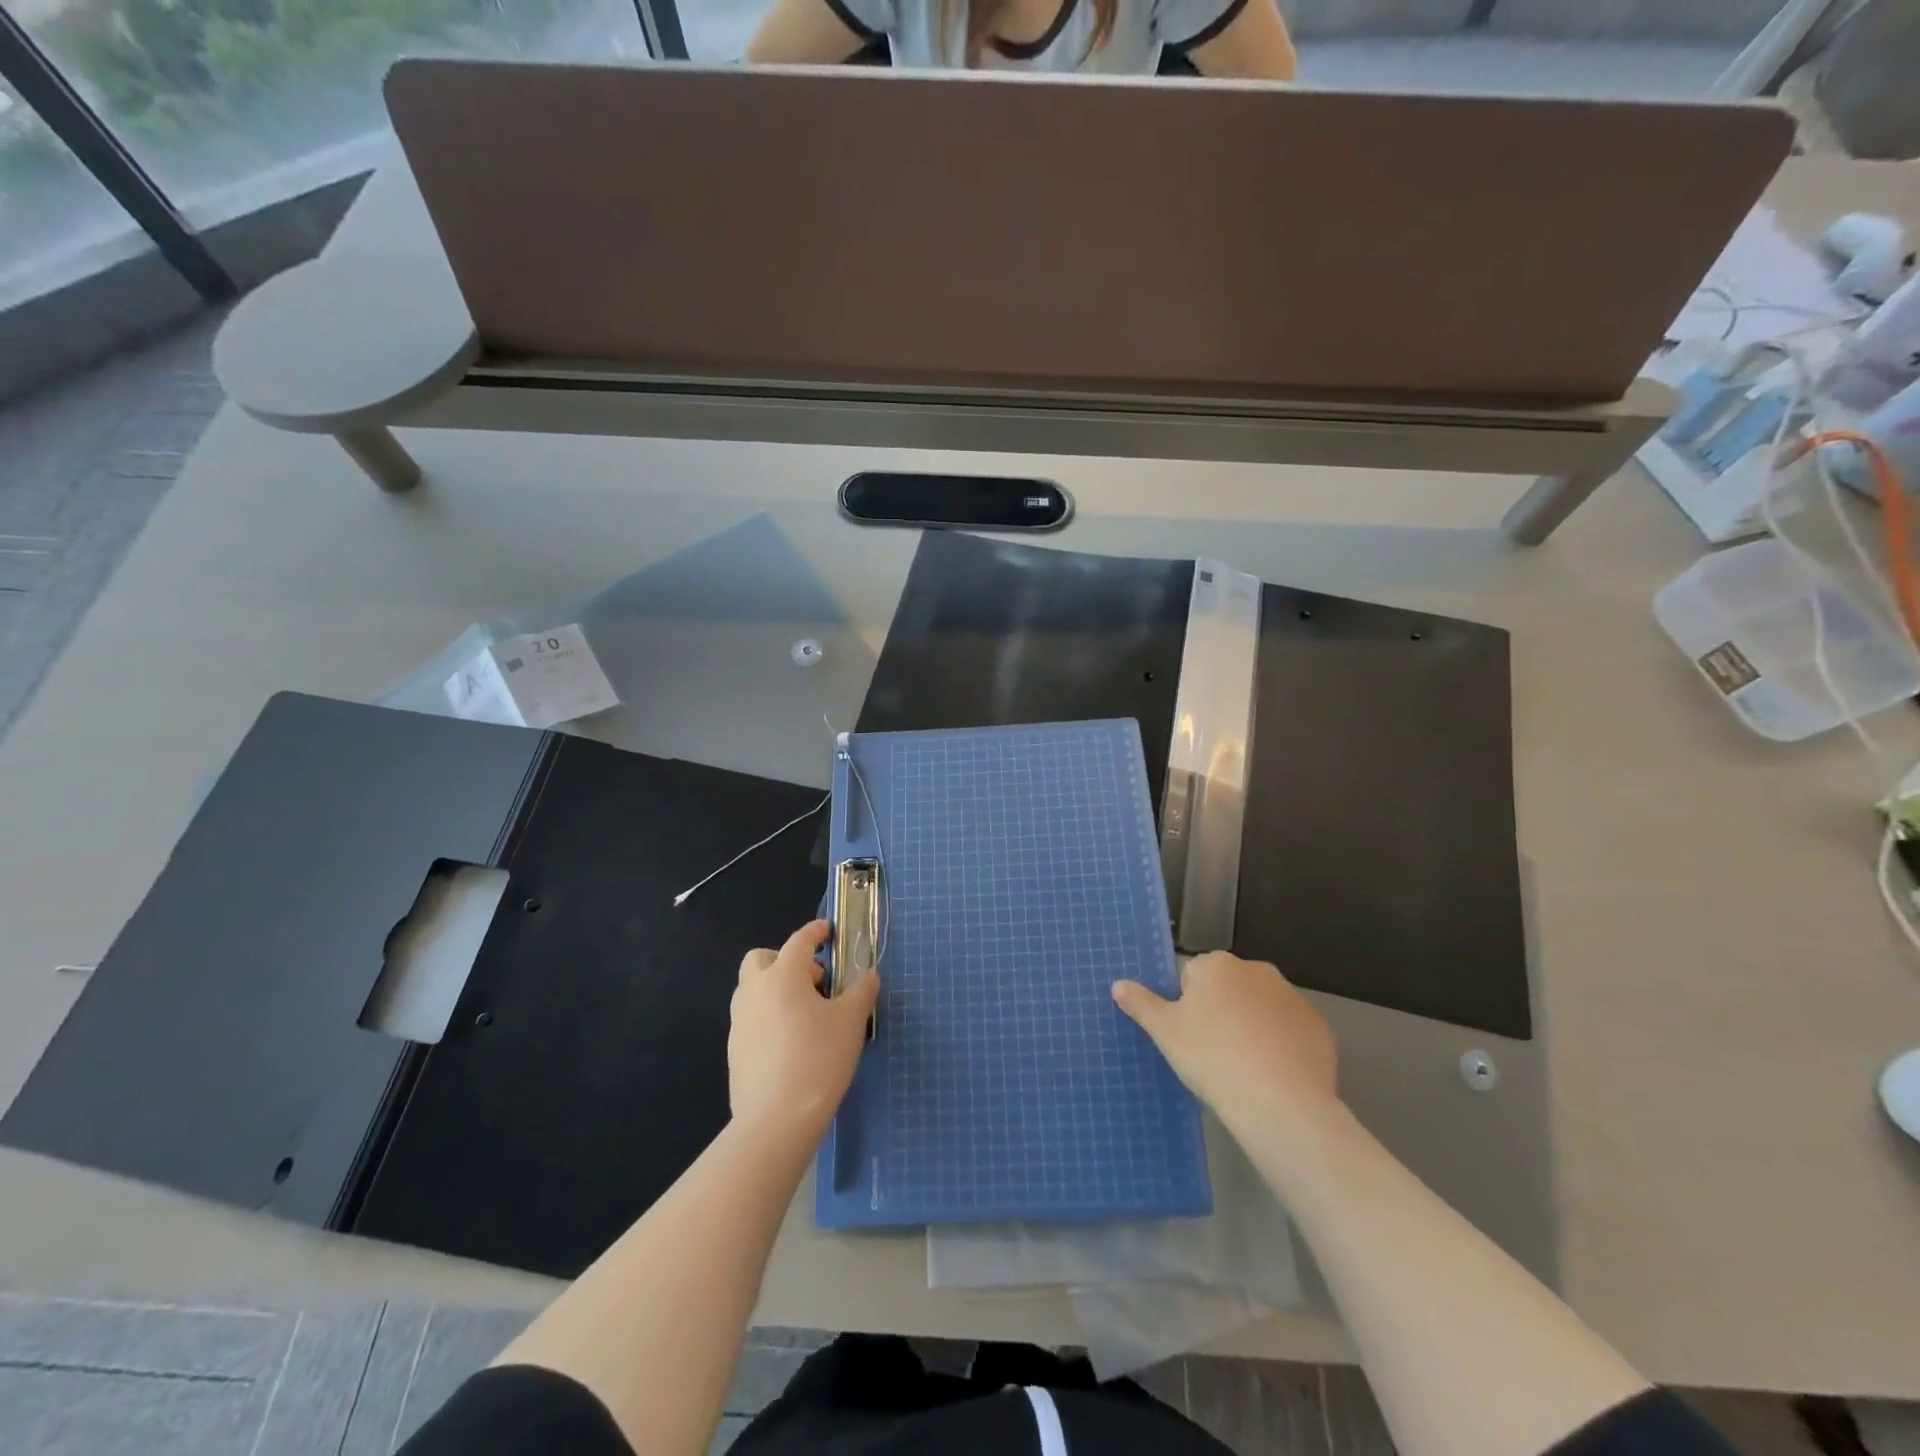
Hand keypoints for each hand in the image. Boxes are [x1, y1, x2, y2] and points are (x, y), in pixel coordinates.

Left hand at [729, 920, 877, 1143]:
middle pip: (760, 959)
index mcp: (782, 977)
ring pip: (751, 989)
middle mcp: (754, 992)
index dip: (814, 932)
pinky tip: (790, 1040)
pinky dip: (767, 1015)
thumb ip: (861, 991)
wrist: (776, 1121)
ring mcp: (739, 1022)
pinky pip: (750, 1018)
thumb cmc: (818, 1060)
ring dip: (773, 987)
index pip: (798, 941)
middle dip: (784, 959)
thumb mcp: (851, 1022)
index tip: (827, 930)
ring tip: (803, 1011)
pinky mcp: (734, 1050)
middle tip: (813, 980)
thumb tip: (867, 975)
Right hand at [1113, 951, 1337, 1132]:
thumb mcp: (1165, 1032)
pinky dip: (1281, 1046)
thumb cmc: (1211, 1058)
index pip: (1193, 978)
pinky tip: (1273, 1075)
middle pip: (1229, 989)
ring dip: (1252, 1027)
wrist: (1279, 1104)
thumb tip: (1118, 984)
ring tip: (1245, 1069)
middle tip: (1213, 1053)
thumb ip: (1141, 1004)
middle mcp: (1257, 970)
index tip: (1191, 1037)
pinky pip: (1290, 1032)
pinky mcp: (1318, 1028)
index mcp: (1217, 965)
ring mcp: (1292, 998)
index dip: (1189, 1008)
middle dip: (1221, 1013)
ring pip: (1260, 1009)